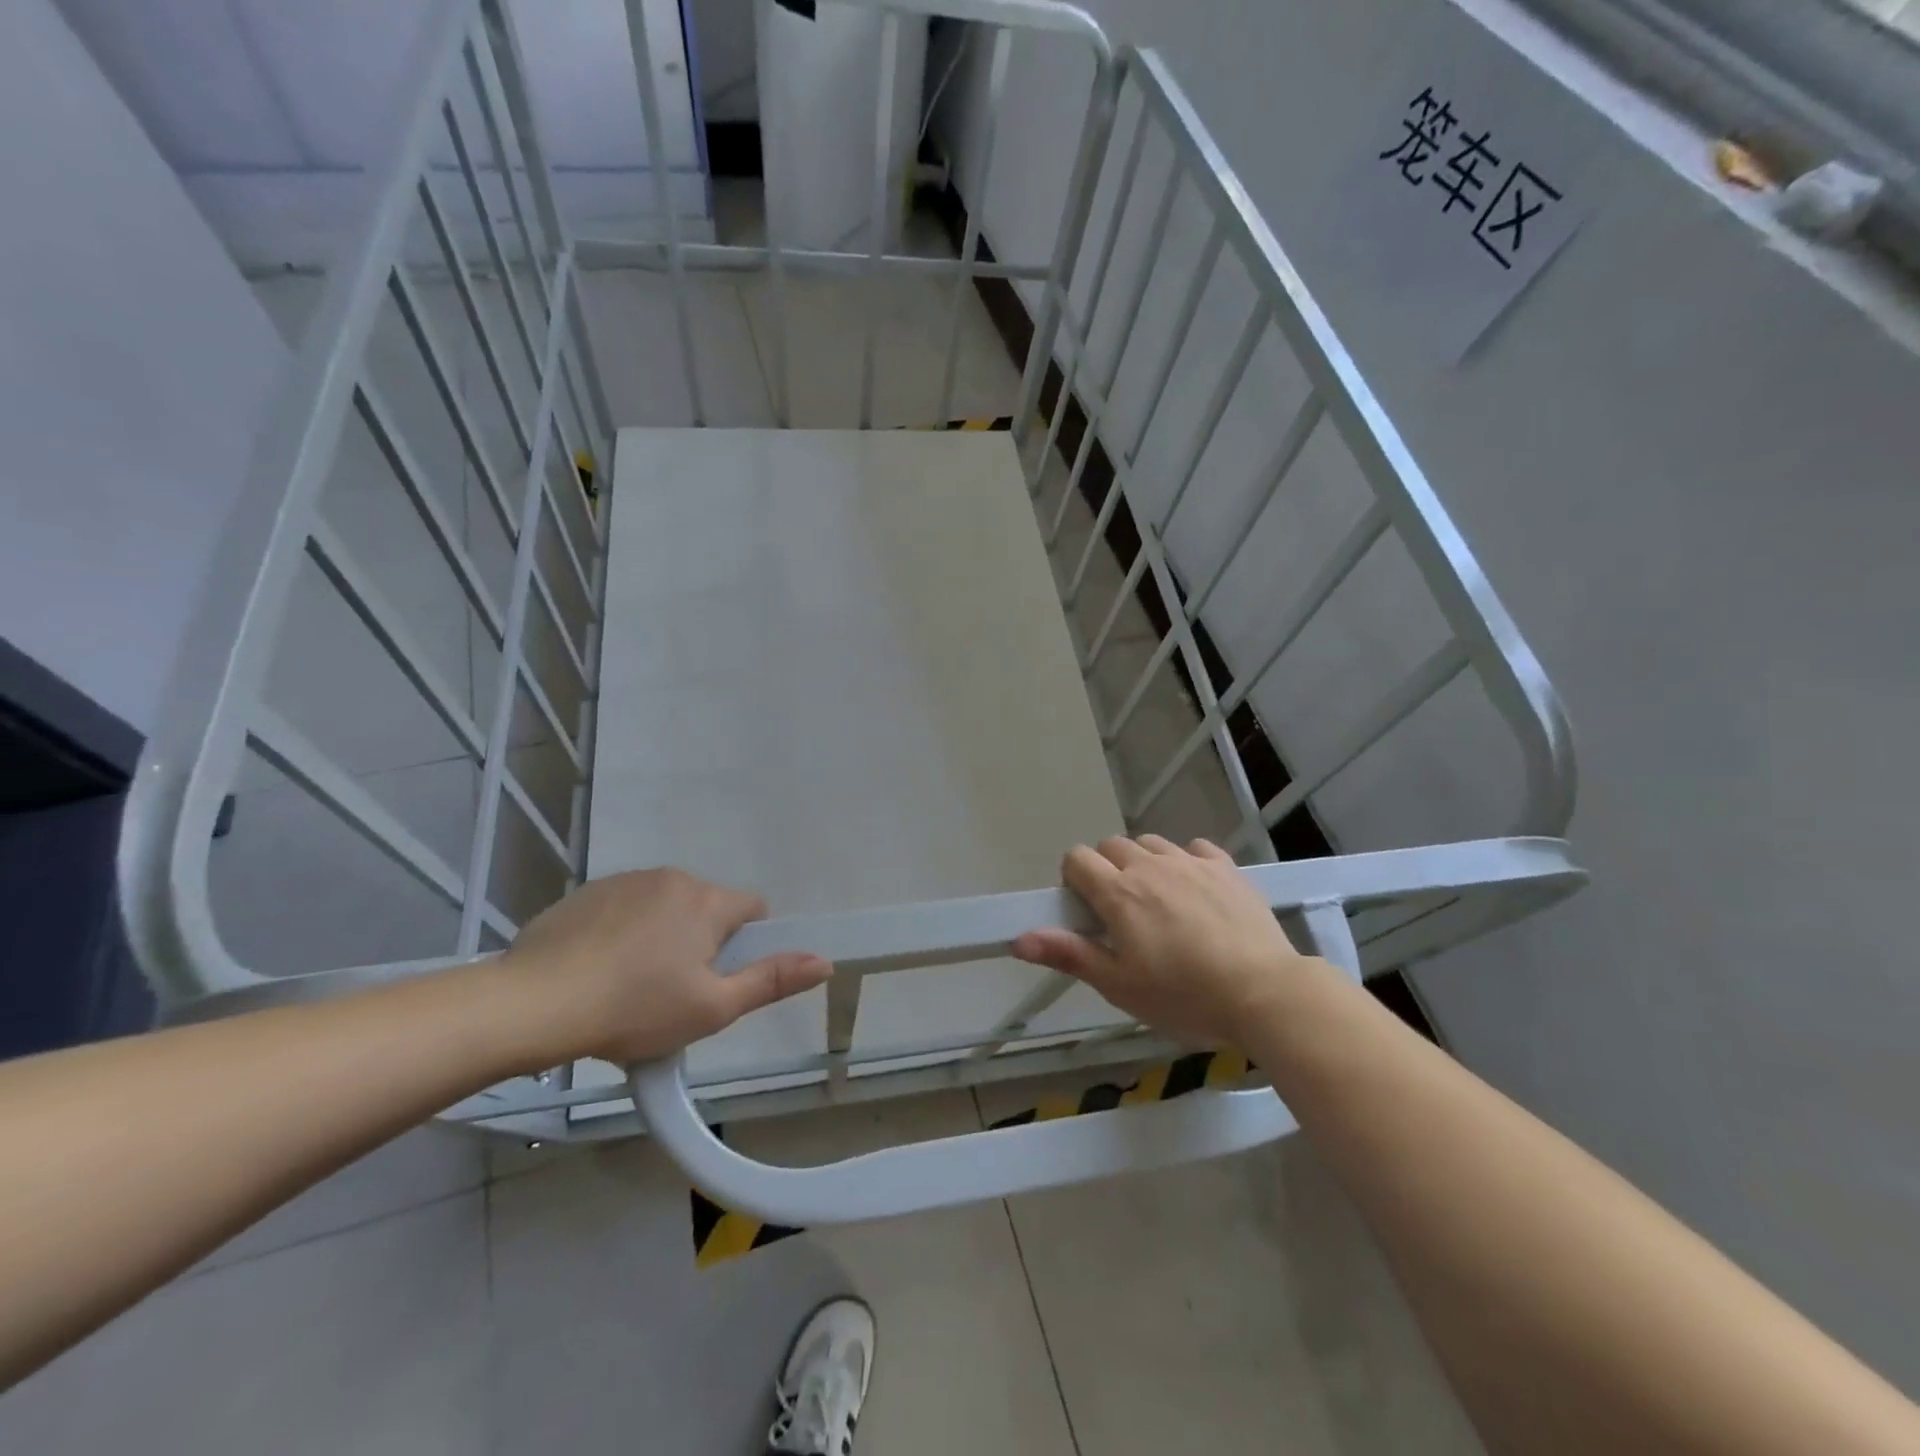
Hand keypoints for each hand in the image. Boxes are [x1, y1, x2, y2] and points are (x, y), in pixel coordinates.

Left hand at [499, 868, 830, 1065]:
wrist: (533, 1003)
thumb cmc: (634, 1009)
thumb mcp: (712, 1008)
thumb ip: (772, 980)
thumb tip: (825, 961)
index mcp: (708, 902)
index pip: (752, 909)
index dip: (745, 945)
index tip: (719, 980)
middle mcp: (673, 878)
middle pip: (707, 908)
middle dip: (702, 942)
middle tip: (675, 992)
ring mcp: (627, 881)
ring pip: (665, 907)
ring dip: (663, 934)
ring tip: (631, 984)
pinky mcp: (588, 892)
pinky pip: (625, 907)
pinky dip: (624, 931)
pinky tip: (599, 969)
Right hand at [1012, 836, 1321, 1047]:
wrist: (1265, 993)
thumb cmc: (1183, 996)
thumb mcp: (1119, 985)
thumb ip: (1069, 954)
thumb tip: (1018, 938)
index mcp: (1118, 892)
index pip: (1077, 858)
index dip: (1074, 879)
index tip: (1087, 911)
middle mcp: (1150, 866)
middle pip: (1111, 845)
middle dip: (1106, 869)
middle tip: (1121, 912)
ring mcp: (1191, 863)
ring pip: (1151, 844)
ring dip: (1144, 862)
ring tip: (1158, 901)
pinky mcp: (1226, 868)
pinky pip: (1194, 848)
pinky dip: (1185, 861)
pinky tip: (1194, 890)